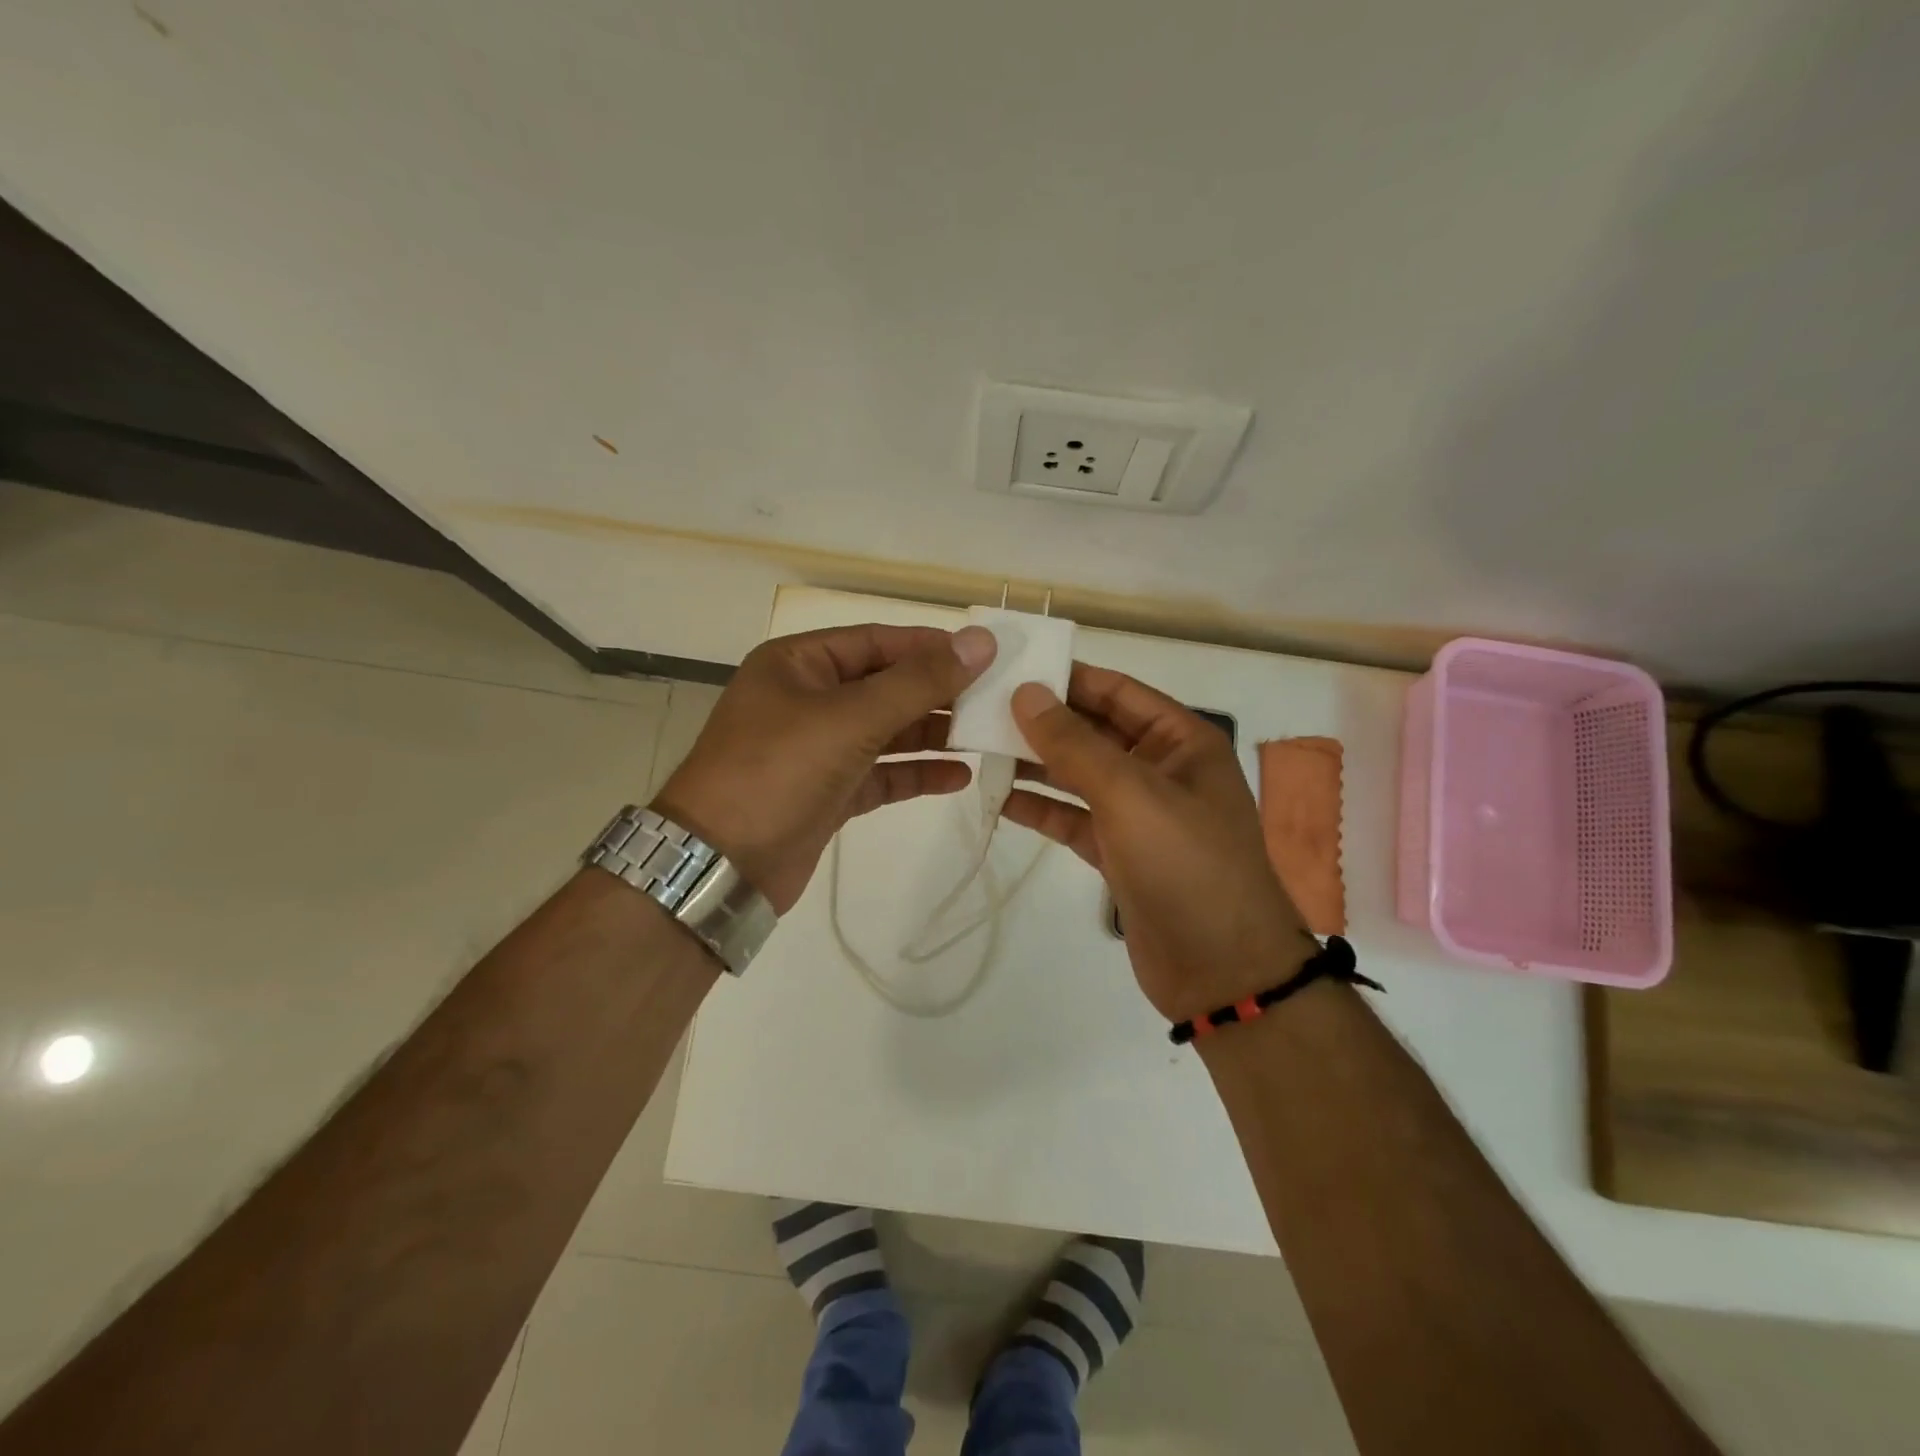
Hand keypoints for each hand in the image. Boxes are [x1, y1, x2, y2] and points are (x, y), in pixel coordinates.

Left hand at [652, 623, 996, 912]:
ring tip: (987, 736)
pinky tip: (958, 777)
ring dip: (932, 735)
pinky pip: (881, 774)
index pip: (877, 641)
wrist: (721, 866)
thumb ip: (918, 681)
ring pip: (886, 732)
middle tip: (998, 699)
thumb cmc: (778, 772)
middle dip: (938, 693)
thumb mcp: (850, 718)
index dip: (931, 646)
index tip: (987, 654)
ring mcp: (817, 749)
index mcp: (799, 664)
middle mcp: (807, 699)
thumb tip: (980, 642)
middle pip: (885, 686)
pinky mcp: (828, 793)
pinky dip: (915, 774)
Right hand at [1002, 665, 1313, 1021]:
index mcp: (1180, 741)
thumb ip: (1075, 743)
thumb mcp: (1130, 793)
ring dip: (1036, 763)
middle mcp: (1160, 769)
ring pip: (1079, 776)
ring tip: (980, 747)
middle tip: (981, 708)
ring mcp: (1139, 814)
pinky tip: (1001, 799)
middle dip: (1043, 721)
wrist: (1222, 970)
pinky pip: (1074, 819)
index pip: (1117, 691)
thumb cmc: (1186, 865)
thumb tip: (1026, 693)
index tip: (1011, 668)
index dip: (1067, 677)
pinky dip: (1042, 809)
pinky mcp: (1119, 854)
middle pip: (1094, 732)